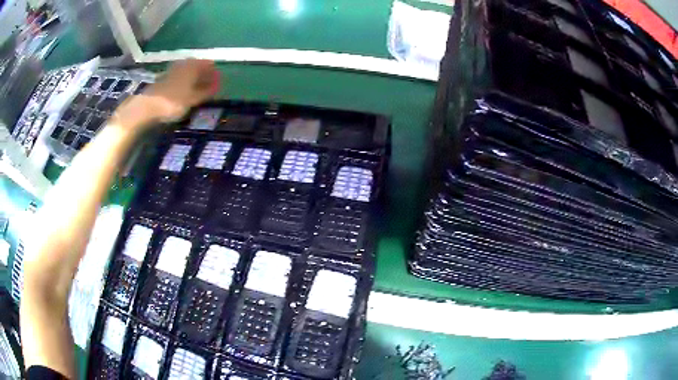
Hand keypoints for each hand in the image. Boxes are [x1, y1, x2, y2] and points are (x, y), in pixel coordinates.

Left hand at [142, 59, 220, 120]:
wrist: (147, 106)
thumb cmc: (173, 102)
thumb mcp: (193, 99)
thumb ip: (206, 92)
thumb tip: (217, 86)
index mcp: (193, 66)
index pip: (209, 65)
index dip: (215, 74)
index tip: (219, 84)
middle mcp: (184, 63)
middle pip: (198, 67)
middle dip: (205, 76)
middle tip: (210, 88)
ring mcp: (173, 69)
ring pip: (189, 71)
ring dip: (195, 79)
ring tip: (198, 91)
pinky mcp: (164, 77)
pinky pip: (180, 76)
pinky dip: (185, 82)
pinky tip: (185, 91)